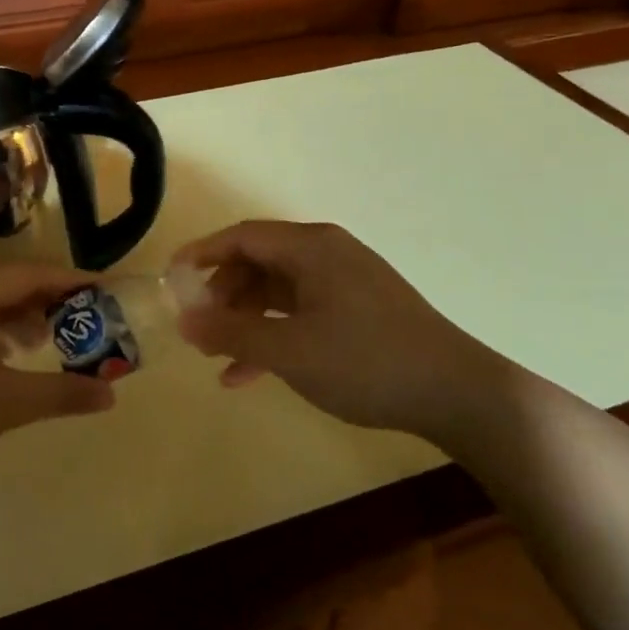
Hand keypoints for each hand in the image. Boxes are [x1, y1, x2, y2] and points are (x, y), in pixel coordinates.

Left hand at [0, 264, 115, 499]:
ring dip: (14, 316)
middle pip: (1, 283)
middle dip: (43, 299)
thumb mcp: (5, 404)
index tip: (103, 288)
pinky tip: (1, 357)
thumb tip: (109, 395)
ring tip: (44, 340)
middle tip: (79, 317)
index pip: (26, 274)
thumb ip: (61, 393)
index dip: (68, 280)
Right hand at [171, 221, 517, 439]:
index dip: (202, 254)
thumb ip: (232, 333)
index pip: (242, 236)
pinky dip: (275, 333)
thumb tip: (184, 321)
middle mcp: (327, 253)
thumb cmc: (365, 362)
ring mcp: (346, 280)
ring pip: (279, 290)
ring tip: (219, 357)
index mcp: (311, 247)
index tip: (171, 280)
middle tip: (198, 326)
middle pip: (259, 261)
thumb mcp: (289, 351)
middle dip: (223, 293)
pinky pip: (302, 310)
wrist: (456, 393)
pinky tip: (253, 374)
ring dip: (246, 320)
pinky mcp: (359, 308)